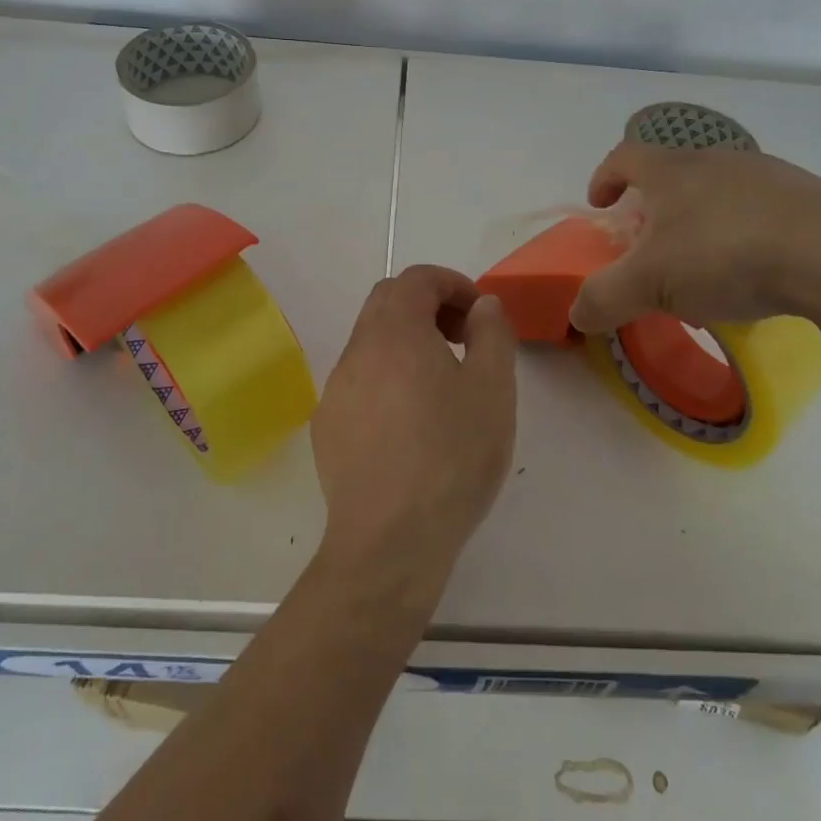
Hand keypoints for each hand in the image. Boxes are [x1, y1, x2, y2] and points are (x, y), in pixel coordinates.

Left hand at [312, 265, 516, 599]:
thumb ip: (492, 333)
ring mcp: (336, 389)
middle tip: (463, 340)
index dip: (453, 284)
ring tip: (441, 385)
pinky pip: (359, 380)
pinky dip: (387, 377)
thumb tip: (483, 305)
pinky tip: (410, 423)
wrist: (389, 542)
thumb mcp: (493, 389)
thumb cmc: (451, 457)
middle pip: (388, 302)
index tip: (480, 316)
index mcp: (395, 332)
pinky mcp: (327, 425)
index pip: (417, 278)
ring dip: (407, 342)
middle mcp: (357, 349)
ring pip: (371, 342)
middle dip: (429, 306)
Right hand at [568, 141, 820, 333]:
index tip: (600, 203)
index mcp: (671, 170)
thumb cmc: (724, 254)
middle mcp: (715, 160)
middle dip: (654, 207)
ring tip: (705, 266)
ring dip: (701, 220)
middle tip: (651, 246)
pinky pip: (760, 210)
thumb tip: (576, 313)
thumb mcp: (649, 283)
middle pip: (671, 172)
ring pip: (717, 190)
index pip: (624, 157)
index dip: (605, 177)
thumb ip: (604, 297)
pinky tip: (756, 271)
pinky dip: (745, 233)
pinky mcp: (806, 197)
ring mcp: (765, 174)